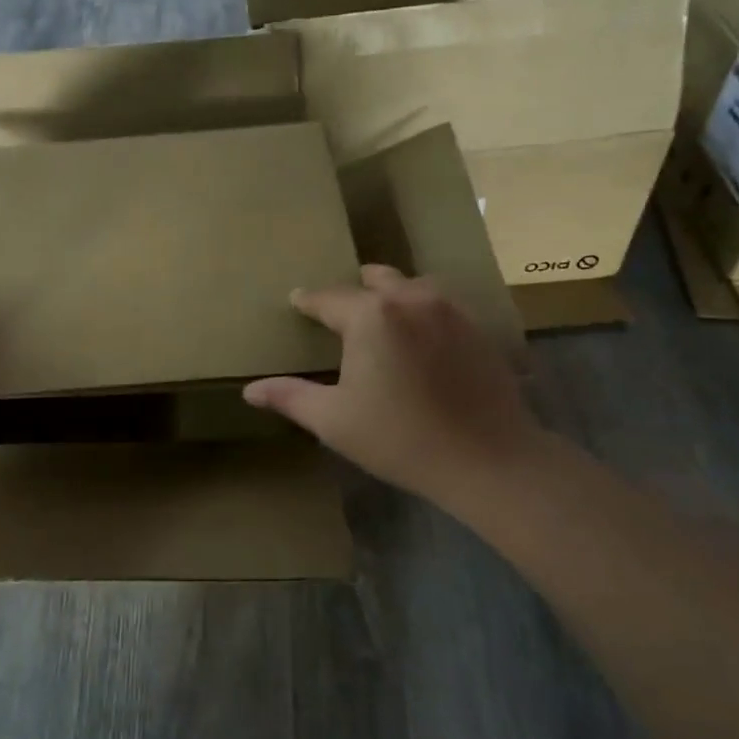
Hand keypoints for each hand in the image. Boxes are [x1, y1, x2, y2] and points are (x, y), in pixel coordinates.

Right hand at [243, 265, 550, 503]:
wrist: (489, 460)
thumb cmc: (400, 439)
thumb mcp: (335, 421)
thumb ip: (290, 397)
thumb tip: (250, 390)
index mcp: (370, 315)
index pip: (328, 298)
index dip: (308, 300)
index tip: (296, 300)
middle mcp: (410, 299)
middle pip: (375, 279)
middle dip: (354, 289)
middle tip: (340, 308)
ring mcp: (450, 310)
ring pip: (413, 286)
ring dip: (392, 293)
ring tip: (381, 314)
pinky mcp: (478, 327)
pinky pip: (441, 304)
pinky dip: (422, 309)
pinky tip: (420, 334)